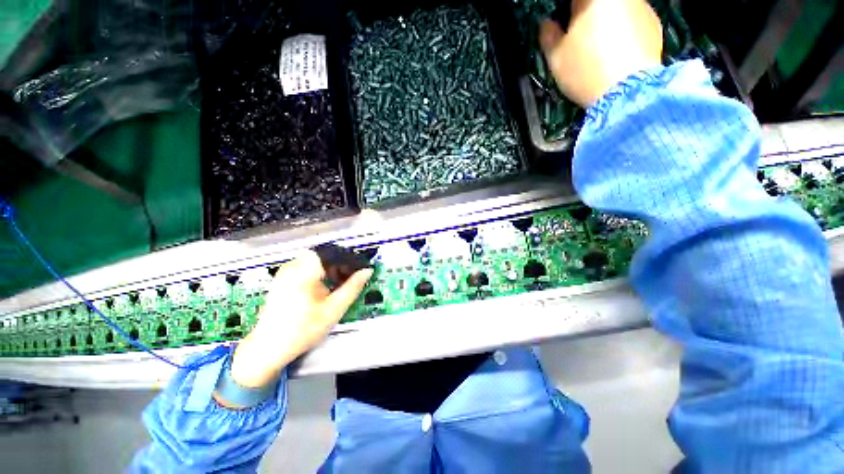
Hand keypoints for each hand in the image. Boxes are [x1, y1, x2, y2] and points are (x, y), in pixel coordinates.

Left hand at [228, 251, 372, 388]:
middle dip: (339, 265)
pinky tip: (322, 289)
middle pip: (324, 256)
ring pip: (315, 261)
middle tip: (348, 280)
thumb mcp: (334, 309)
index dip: (347, 259)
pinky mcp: (282, 279)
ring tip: (337, 285)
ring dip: (329, 269)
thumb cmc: (303, 329)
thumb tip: (367, 271)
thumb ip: (352, 287)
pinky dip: (318, 273)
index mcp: (305, 270)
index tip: (357, 271)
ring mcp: (285, 271)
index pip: (332, 252)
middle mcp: (293, 266)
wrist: (269, 348)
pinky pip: (305, 267)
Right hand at [539, 0, 662, 107]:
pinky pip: (631, 20)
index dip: (565, 12)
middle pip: (595, 1)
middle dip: (584, 15)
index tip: (561, 25)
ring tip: (597, 48)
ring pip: (615, 9)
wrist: (627, 92)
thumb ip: (548, 35)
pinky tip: (615, 52)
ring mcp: (640, 6)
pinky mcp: (653, 22)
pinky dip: (622, 30)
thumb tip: (547, 24)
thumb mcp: (556, 58)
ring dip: (604, 21)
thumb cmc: (586, 72)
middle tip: (576, 37)